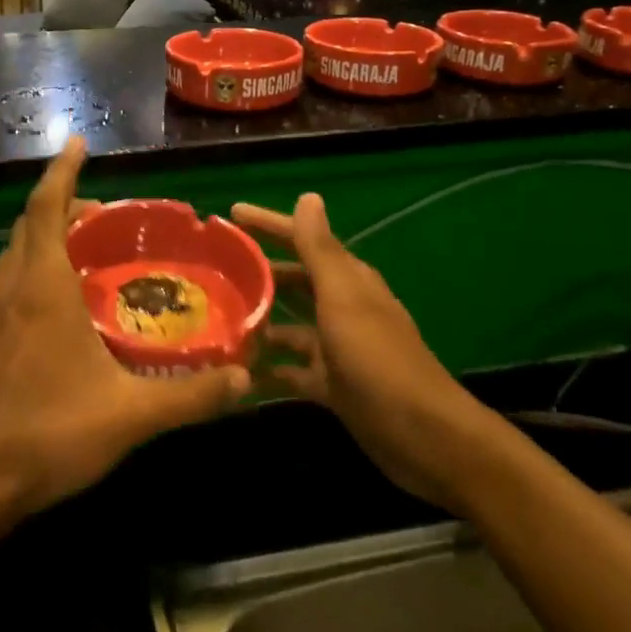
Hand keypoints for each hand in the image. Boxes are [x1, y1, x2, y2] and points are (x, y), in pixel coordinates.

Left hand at [0, 139, 249, 521]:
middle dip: (61, 203)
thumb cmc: (48, 433)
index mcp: (42, 287)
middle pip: (30, 224)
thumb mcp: (130, 415)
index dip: (62, 170)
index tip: (77, 142)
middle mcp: (11, 289)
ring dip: (44, 236)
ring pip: (15, 254)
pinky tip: (59, 305)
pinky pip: (9, 284)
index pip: (48, 207)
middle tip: (102, 210)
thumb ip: (190, 396)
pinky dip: (33, 269)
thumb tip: (244, 379)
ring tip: (84, 248)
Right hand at [232, 194, 500, 508]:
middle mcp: (340, 308)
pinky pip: (289, 370)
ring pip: (287, 326)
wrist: (420, 434)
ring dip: (257, 321)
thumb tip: (309, 196)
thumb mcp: (343, 298)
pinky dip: (266, 368)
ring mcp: (335, 348)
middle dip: (256, 273)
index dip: (269, 224)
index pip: (302, 240)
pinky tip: (235, 371)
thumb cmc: (377, 358)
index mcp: (347, 281)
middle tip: (210, 269)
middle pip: (292, 281)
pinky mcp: (330, 385)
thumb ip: (320, 250)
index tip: (230, 214)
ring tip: (213, 320)